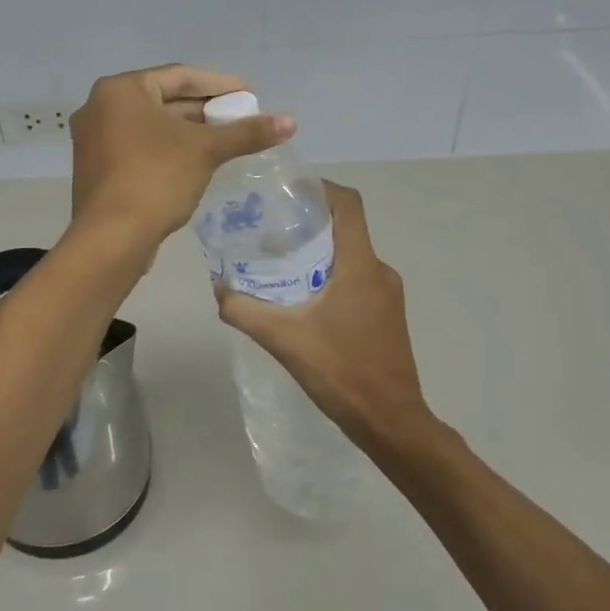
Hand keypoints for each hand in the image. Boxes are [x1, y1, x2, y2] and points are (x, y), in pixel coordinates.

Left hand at [70, 64, 294, 244]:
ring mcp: (93, 140)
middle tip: (239, 117)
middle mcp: (100, 107)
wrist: (111, 237)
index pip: (179, 77)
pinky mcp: (96, 169)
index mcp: (120, 90)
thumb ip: (246, 133)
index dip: (218, 84)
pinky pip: (138, 148)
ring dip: (187, 132)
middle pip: (163, 100)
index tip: (248, 94)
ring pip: (150, 127)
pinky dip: (167, 150)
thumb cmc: (156, 178)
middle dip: (204, 110)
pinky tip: (195, 162)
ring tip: (224, 139)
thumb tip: (290, 121)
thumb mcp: (205, 151)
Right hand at [215, 183, 431, 450]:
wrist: (391, 422)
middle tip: (269, 230)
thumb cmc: (342, 372)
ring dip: (318, 252)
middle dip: (308, 222)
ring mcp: (388, 294)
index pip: (348, 204)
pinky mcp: (387, 314)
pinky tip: (303, 299)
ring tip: (280, 263)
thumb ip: (244, 311)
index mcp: (361, 265)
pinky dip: (330, 276)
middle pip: (345, 228)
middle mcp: (380, 270)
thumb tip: (218, 288)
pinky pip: (357, 279)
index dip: (320, 188)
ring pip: (350, 256)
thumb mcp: (283, 339)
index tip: (286, 192)